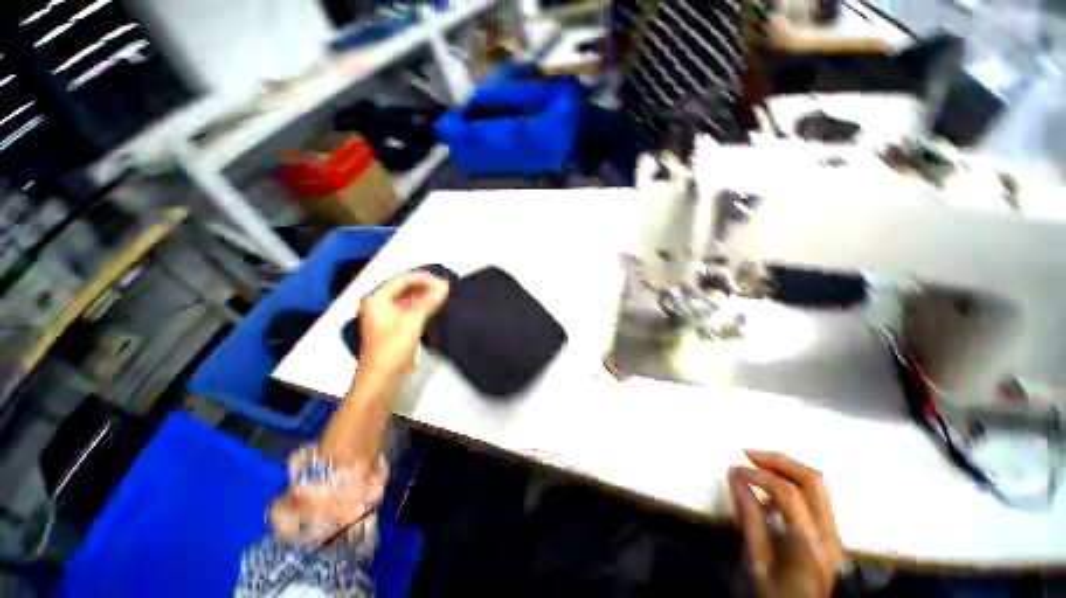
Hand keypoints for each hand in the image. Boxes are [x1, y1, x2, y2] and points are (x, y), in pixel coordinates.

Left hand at [358, 271, 449, 377]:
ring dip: (426, 296)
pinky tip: (437, 306)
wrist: (383, 380)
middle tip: (447, 288)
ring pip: (409, 299)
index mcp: (377, 299)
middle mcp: (380, 304)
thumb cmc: (393, 348)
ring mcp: (388, 316)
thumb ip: (429, 301)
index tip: (443, 281)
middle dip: (426, 286)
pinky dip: (424, 306)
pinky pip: (411, 309)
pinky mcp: (396, 326)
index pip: (402, 280)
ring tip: (445, 295)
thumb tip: (445, 285)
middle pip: (405, 288)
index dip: (423, 278)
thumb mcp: (412, 322)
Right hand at [730, 450, 842, 597]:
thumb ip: (750, 520)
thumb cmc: (776, 594)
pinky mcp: (831, 532)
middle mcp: (829, 534)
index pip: (789, 495)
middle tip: (749, 453)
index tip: (734, 470)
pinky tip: (771, 490)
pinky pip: (815, 496)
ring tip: (757, 464)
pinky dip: (792, 482)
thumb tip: (736, 480)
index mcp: (809, 545)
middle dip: (779, 460)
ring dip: (786, 467)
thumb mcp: (757, 564)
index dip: (759, 476)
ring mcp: (835, 532)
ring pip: (817, 485)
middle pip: (813, 481)